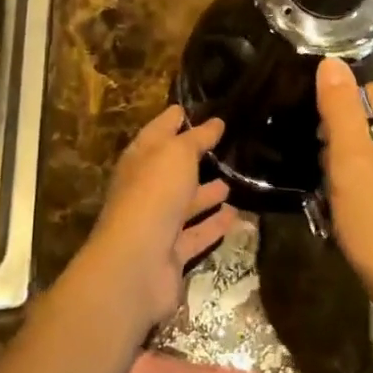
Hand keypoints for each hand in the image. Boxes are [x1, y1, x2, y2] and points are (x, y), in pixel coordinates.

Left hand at [81, 106, 239, 328]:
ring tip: (232, 182)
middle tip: (222, 146)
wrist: (136, 264)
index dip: (173, 119)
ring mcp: (157, 223)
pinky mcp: (171, 254)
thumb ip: (197, 138)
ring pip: (185, 203)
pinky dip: (214, 225)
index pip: (158, 131)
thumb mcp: (177, 154)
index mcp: (140, 159)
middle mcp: (145, 189)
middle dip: (193, 158)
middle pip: (171, 169)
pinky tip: (236, 215)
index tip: (191, 108)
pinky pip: (197, 234)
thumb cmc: (154, 194)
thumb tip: (215, 122)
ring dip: (206, 194)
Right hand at [316, 58, 372, 313]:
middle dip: (348, 142)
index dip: (340, 115)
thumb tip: (331, 62)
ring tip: (346, 198)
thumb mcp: (350, 161)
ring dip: (358, 166)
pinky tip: (365, 211)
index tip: (326, 149)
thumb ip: (340, 108)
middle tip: (335, 177)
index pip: (369, 92)